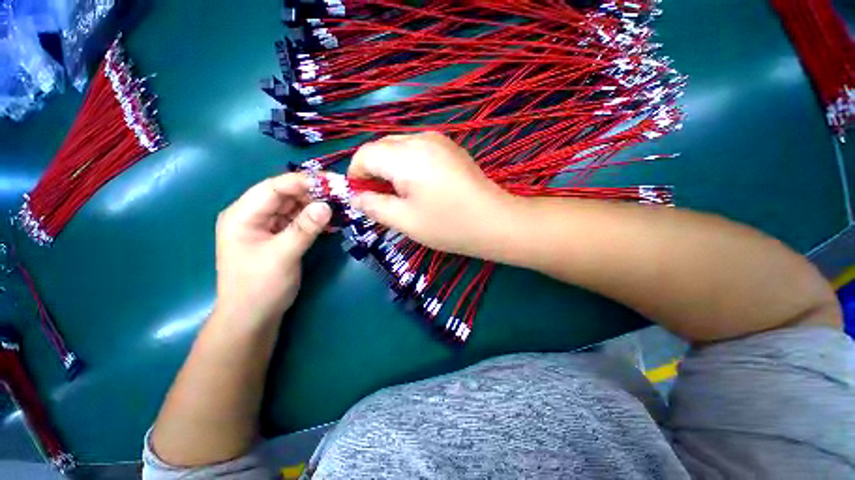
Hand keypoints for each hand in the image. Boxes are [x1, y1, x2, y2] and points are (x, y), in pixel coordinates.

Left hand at [213, 173, 330, 329]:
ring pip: (295, 207)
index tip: (332, 182)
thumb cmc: (259, 287)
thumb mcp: (282, 256)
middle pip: (286, 195)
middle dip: (314, 193)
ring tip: (341, 206)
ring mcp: (268, 226)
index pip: (274, 187)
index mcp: (243, 215)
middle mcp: (254, 215)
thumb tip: (327, 205)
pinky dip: (315, 220)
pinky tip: (332, 222)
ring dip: (317, 206)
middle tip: (342, 195)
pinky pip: (299, 221)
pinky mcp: (280, 236)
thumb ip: (304, 229)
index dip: (303, 182)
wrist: (253, 318)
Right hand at [349, 132, 511, 255]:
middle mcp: (420, 139)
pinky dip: (408, 165)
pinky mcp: (450, 147)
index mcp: (406, 156)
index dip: (356, 176)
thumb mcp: (405, 221)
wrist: (495, 221)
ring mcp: (438, 140)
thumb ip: (374, 206)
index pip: (364, 155)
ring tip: (402, 195)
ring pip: (399, 147)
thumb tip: (356, 197)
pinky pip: (417, 150)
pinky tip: (420, 186)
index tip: (362, 198)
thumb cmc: (449, 225)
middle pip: (381, 148)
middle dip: (374, 172)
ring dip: (391, 168)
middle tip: (382, 200)